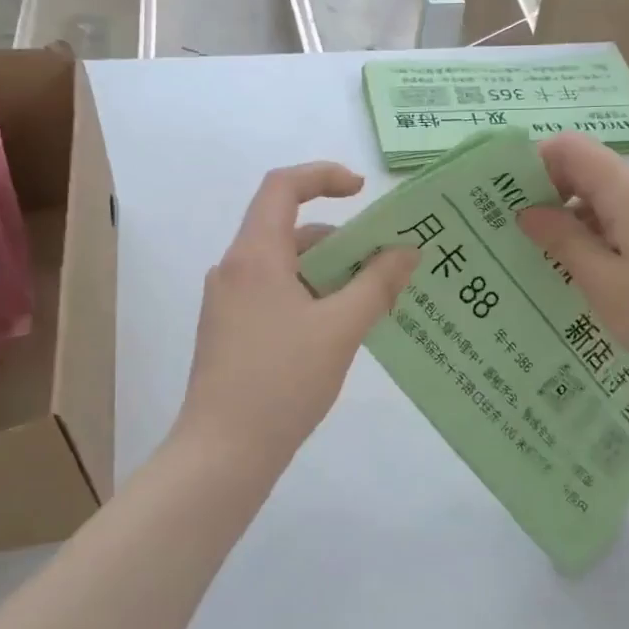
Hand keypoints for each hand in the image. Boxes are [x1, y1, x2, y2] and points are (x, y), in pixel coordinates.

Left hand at [176, 162, 417, 477]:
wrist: (222, 453)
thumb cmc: (282, 382)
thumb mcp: (340, 330)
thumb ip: (377, 284)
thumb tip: (406, 250)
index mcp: (254, 256)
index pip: (282, 187)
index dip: (323, 176)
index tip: (362, 191)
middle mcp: (234, 270)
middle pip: (289, 230)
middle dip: (341, 240)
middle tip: (386, 266)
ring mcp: (228, 303)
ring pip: (285, 268)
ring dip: (329, 274)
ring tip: (373, 304)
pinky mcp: (230, 332)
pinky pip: (276, 295)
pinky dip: (310, 298)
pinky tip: (340, 332)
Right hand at [518, 132, 628, 391]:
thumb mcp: (601, 281)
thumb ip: (561, 238)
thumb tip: (526, 211)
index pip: (572, 149)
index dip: (535, 164)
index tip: (508, 198)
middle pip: (589, 170)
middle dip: (550, 194)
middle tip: (517, 231)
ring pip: (607, 196)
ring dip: (574, 218)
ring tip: (544, 255)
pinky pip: (626, 217)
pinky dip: (599, 232)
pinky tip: (583, 268)